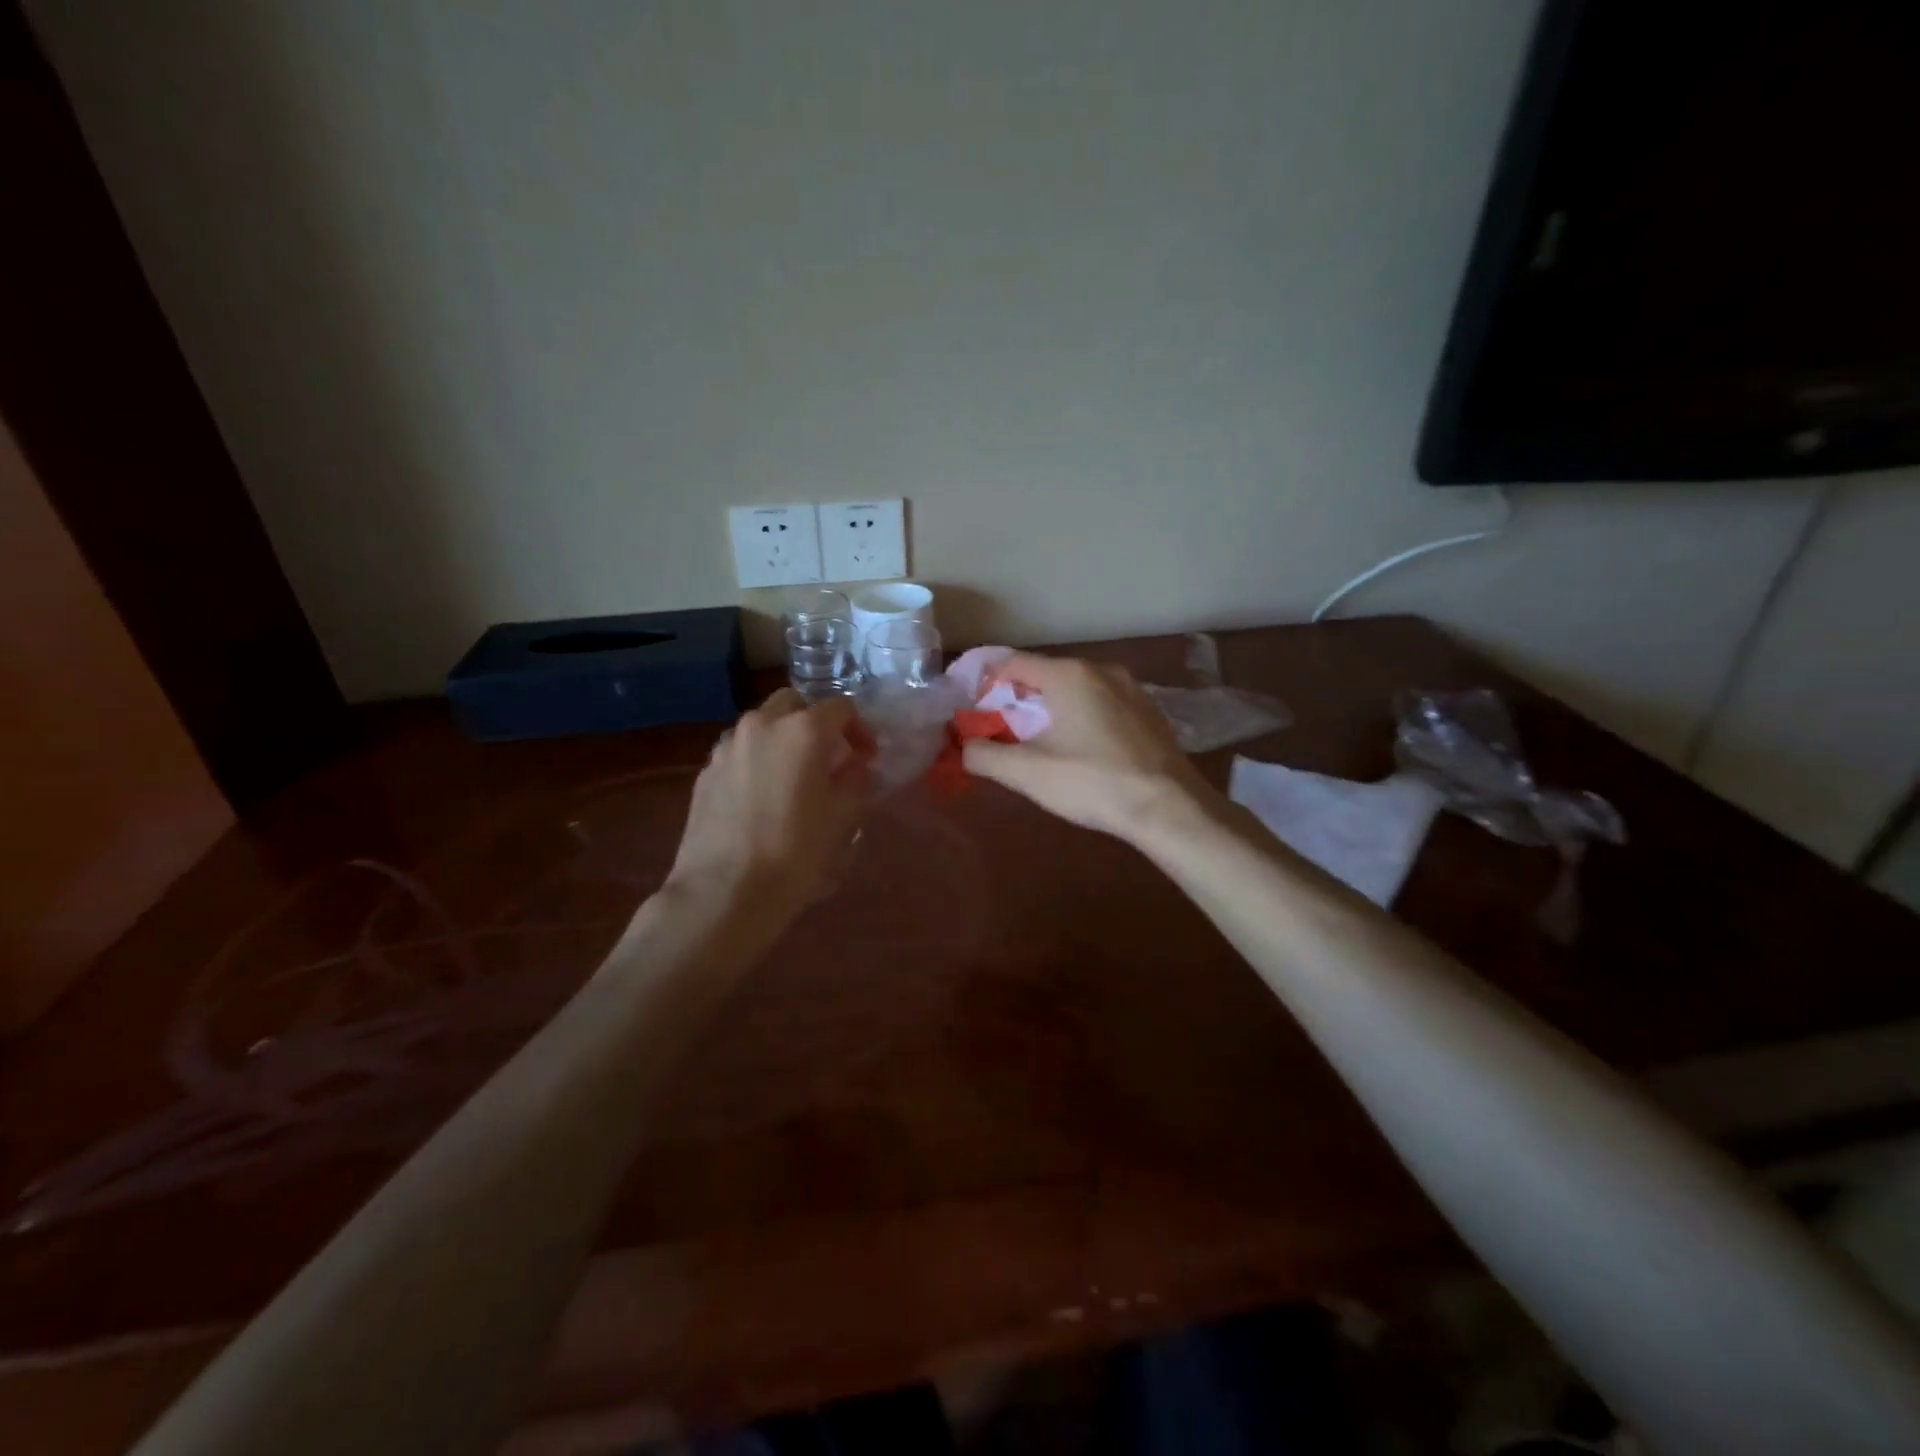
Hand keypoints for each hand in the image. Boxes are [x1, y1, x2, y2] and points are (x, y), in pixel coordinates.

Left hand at [664, 690, 870, 924]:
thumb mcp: (845, 818)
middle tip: (830, 758)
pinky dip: (757, 762)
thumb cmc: (796, 853)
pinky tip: (763, 798)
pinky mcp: (705, 773)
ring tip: (794, 778)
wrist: (724, 893)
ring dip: (783, 740)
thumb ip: (856, 780)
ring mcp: (726, 747)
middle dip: (816, 724)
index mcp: (803, 730)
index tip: (867, 757)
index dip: (860, 729)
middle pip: (794, 704)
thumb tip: (854, 767)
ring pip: (762, 726)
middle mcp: (761, 725)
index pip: (841, 708)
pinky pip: (739, 753)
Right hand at [960, 653, 1216, 839]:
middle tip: (999, 728)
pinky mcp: (1147, 711)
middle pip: (1044, 674)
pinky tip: (1079, 747)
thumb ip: (985, 755)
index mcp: (1068, 675)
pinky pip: (1101, 703)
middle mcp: (1100, 670)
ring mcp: (1130, 689)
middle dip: (1016, 698)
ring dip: (1050, 708)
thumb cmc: (1093, 782)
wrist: (1169, 808)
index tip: (969, 704)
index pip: (1012, 662)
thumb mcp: (1027, 773)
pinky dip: (1080, 716)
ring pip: (1075, 689)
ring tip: (1037, 740)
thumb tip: (963, 747)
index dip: (984, 681)